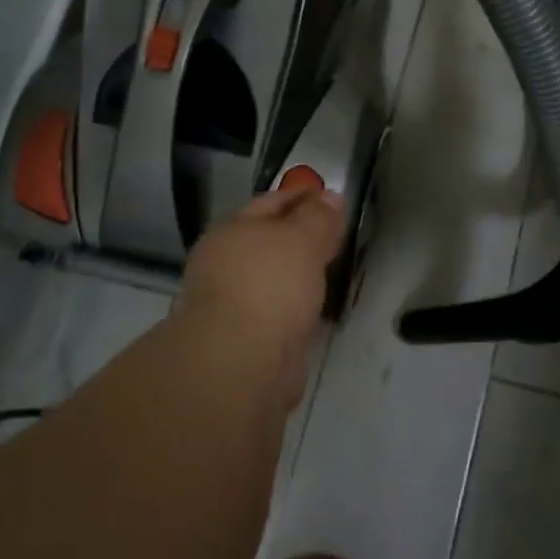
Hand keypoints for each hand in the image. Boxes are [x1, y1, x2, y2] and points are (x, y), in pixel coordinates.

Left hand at [181, 188, 344, 405]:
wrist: (242, 362)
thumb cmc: (270, 284)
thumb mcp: (301, 238)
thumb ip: (317, 217)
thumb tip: (329, 196)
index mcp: (230, 232)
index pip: (270, 204)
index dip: (301, 196)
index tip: (330, 195)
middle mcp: (223, 265)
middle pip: (268, 242)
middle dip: (298, 237)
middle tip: (335, 234)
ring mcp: (232, 306)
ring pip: (272, 280)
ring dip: (296, 275)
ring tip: (329, 272)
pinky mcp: (245, 341)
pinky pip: (277, 313)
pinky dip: (294, 309)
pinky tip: (314, 313)